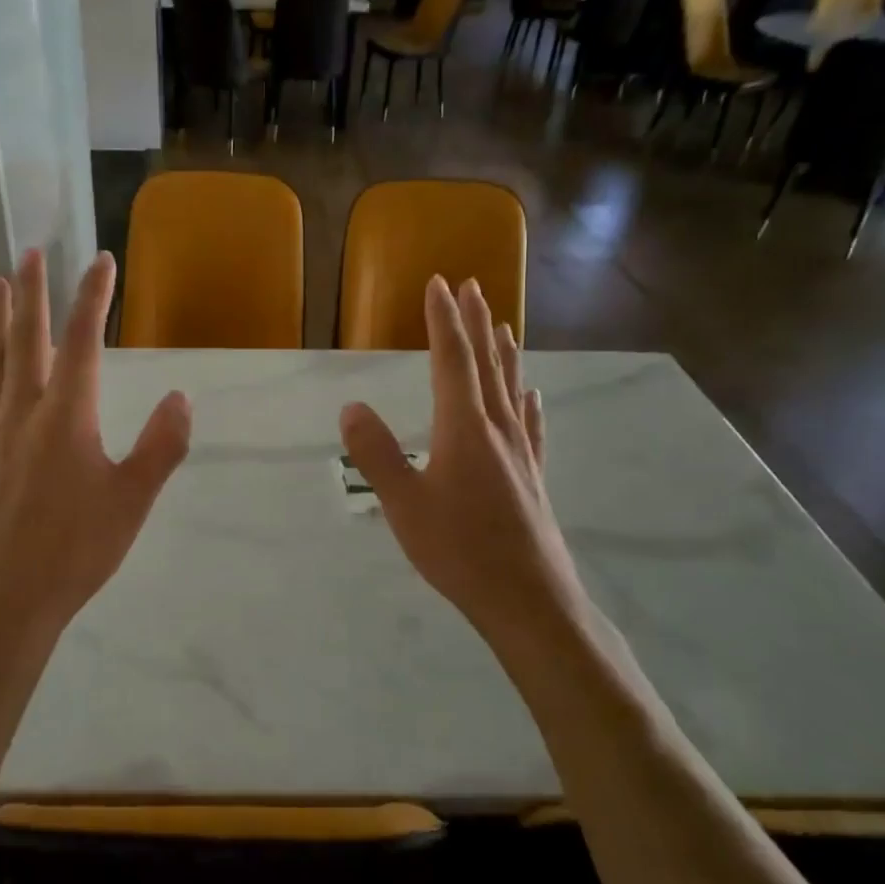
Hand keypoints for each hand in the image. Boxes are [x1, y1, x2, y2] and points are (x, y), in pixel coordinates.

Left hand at [0, 248, 191, 638]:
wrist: (4, 599)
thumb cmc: (76, 551)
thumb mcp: (133, 501)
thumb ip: (160, 446)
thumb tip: (180, 397)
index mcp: (67, 418)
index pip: (84, 342)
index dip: (93, 297)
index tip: (101, 262)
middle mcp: (23, 412)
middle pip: (26, 338)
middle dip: (32, 291)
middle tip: (33, 252)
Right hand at [340, 276, 581, 641]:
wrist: (529, 600)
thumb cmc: (460, 551)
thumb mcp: (404, 504)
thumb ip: (377, 453)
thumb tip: (351, 406)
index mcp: (463, 428)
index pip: (452, 360)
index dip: (444, 320)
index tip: (439, 283)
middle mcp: (497, 429)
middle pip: (486, 364)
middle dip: (475, 323)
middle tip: (471, 287)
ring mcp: (520, 453)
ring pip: (511, 389)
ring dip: (503, 353)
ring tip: (502, 325)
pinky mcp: (533, 477)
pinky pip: (530, 425)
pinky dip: (528, 402)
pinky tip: (532, 395)